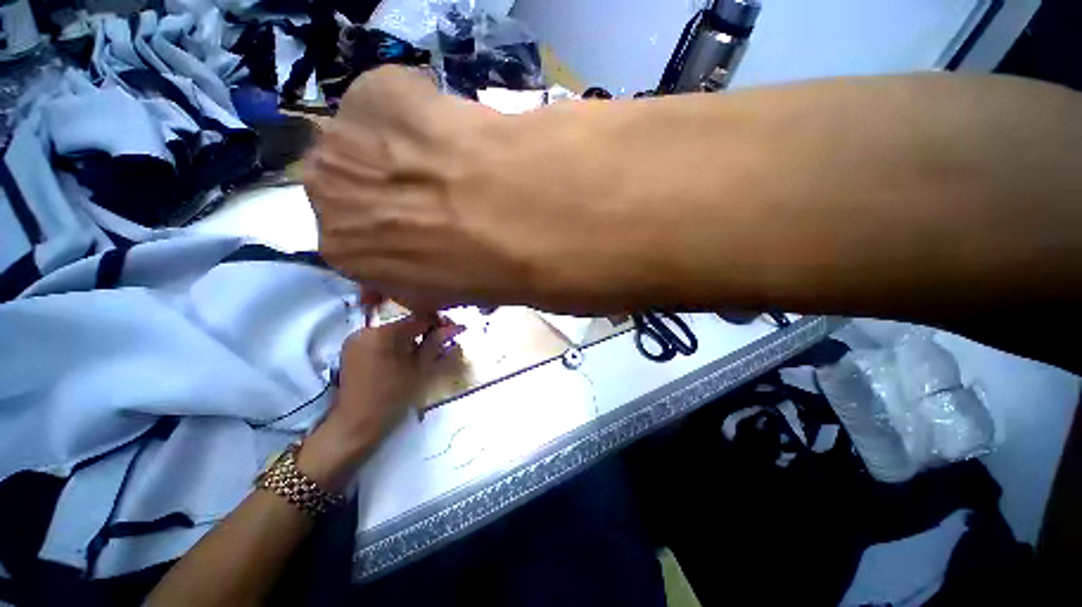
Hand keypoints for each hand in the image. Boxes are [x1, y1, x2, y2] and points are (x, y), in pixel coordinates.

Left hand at [298, 315, 463, 489]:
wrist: (355, 424)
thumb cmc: (392, 397)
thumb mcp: (420, 369)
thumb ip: (436, 343)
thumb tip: (456, 326)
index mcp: (384, 333)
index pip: (418, 319)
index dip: (438, 324)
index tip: (452, 331)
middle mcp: (367, 329)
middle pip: (404, 324)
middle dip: (424, 332)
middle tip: (440, 344)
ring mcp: (355, 339)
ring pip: (392, 332)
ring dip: (410, 339)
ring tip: (424, 352)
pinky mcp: (351, 349)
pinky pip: (380, 340)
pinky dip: (395, 345)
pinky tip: (404, 357)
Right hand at [304, 66, 660, 313]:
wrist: (556, 219)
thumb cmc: (526, 272)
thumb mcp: (491, 291)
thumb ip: (462, 278)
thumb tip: (467, 270)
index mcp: (370, 265)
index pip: (347, 249)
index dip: (385, 240)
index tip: (412, 234)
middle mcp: (346, 204)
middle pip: (335, 188)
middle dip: (379, 195)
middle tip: (430, 196)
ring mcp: (361, 147)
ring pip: (352, 142)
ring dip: (393, 153)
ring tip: (448, 162)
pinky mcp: (396, 96)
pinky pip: (389, 97)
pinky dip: (416, 110)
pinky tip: (454, 122)